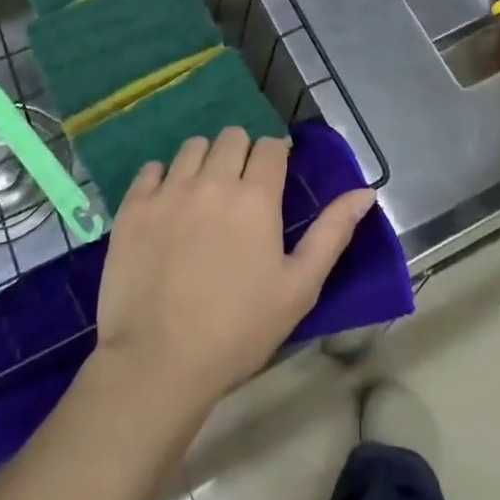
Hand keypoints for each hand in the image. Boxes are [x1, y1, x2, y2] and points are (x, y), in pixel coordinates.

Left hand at [94, 127, 376, 413]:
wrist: (159, 362)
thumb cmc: (239, 329)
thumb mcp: (299, 287)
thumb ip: (333, 233)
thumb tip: (366, 191)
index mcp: (256, 196)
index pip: (270, 146)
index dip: (276, 156)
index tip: (275, 177)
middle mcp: (212, 180)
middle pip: (231, 137)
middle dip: (242, 154)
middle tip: (241, 189)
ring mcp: (168, 191)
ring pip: (192, 147)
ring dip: (205, 161)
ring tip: (205, 195)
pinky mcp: (133, 208)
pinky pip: (151, 169)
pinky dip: (163, 178)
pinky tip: (168, 205)